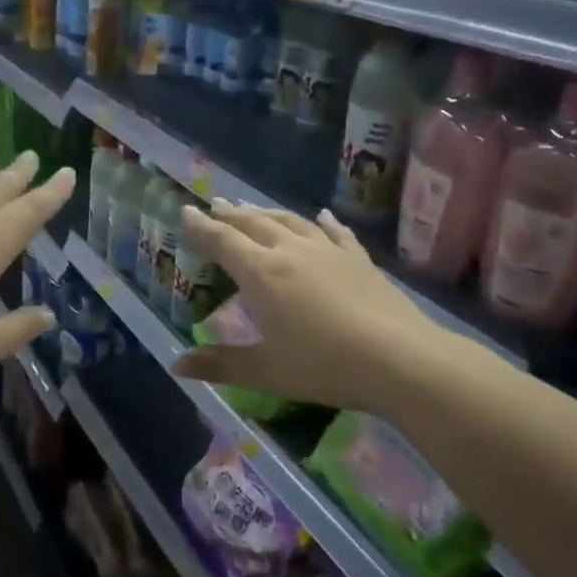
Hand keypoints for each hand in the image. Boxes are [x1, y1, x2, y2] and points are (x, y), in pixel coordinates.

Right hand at [171, 201, 440, 413]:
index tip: (186, 211)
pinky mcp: (359, 259)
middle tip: (215, 206)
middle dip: (230, 214)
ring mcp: (328, 251)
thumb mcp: (266, 371)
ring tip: (252, 209)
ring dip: (267, 213)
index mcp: (262, 274)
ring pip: (290, 221)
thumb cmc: (325, 365)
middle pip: (254, 224)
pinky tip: (321, 216)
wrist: (400, 359)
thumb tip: (175, 364)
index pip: (223, 241)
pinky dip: (322, 222)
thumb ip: (220, 365)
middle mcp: (291, 252)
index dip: (201, 227)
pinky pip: (335, 232)